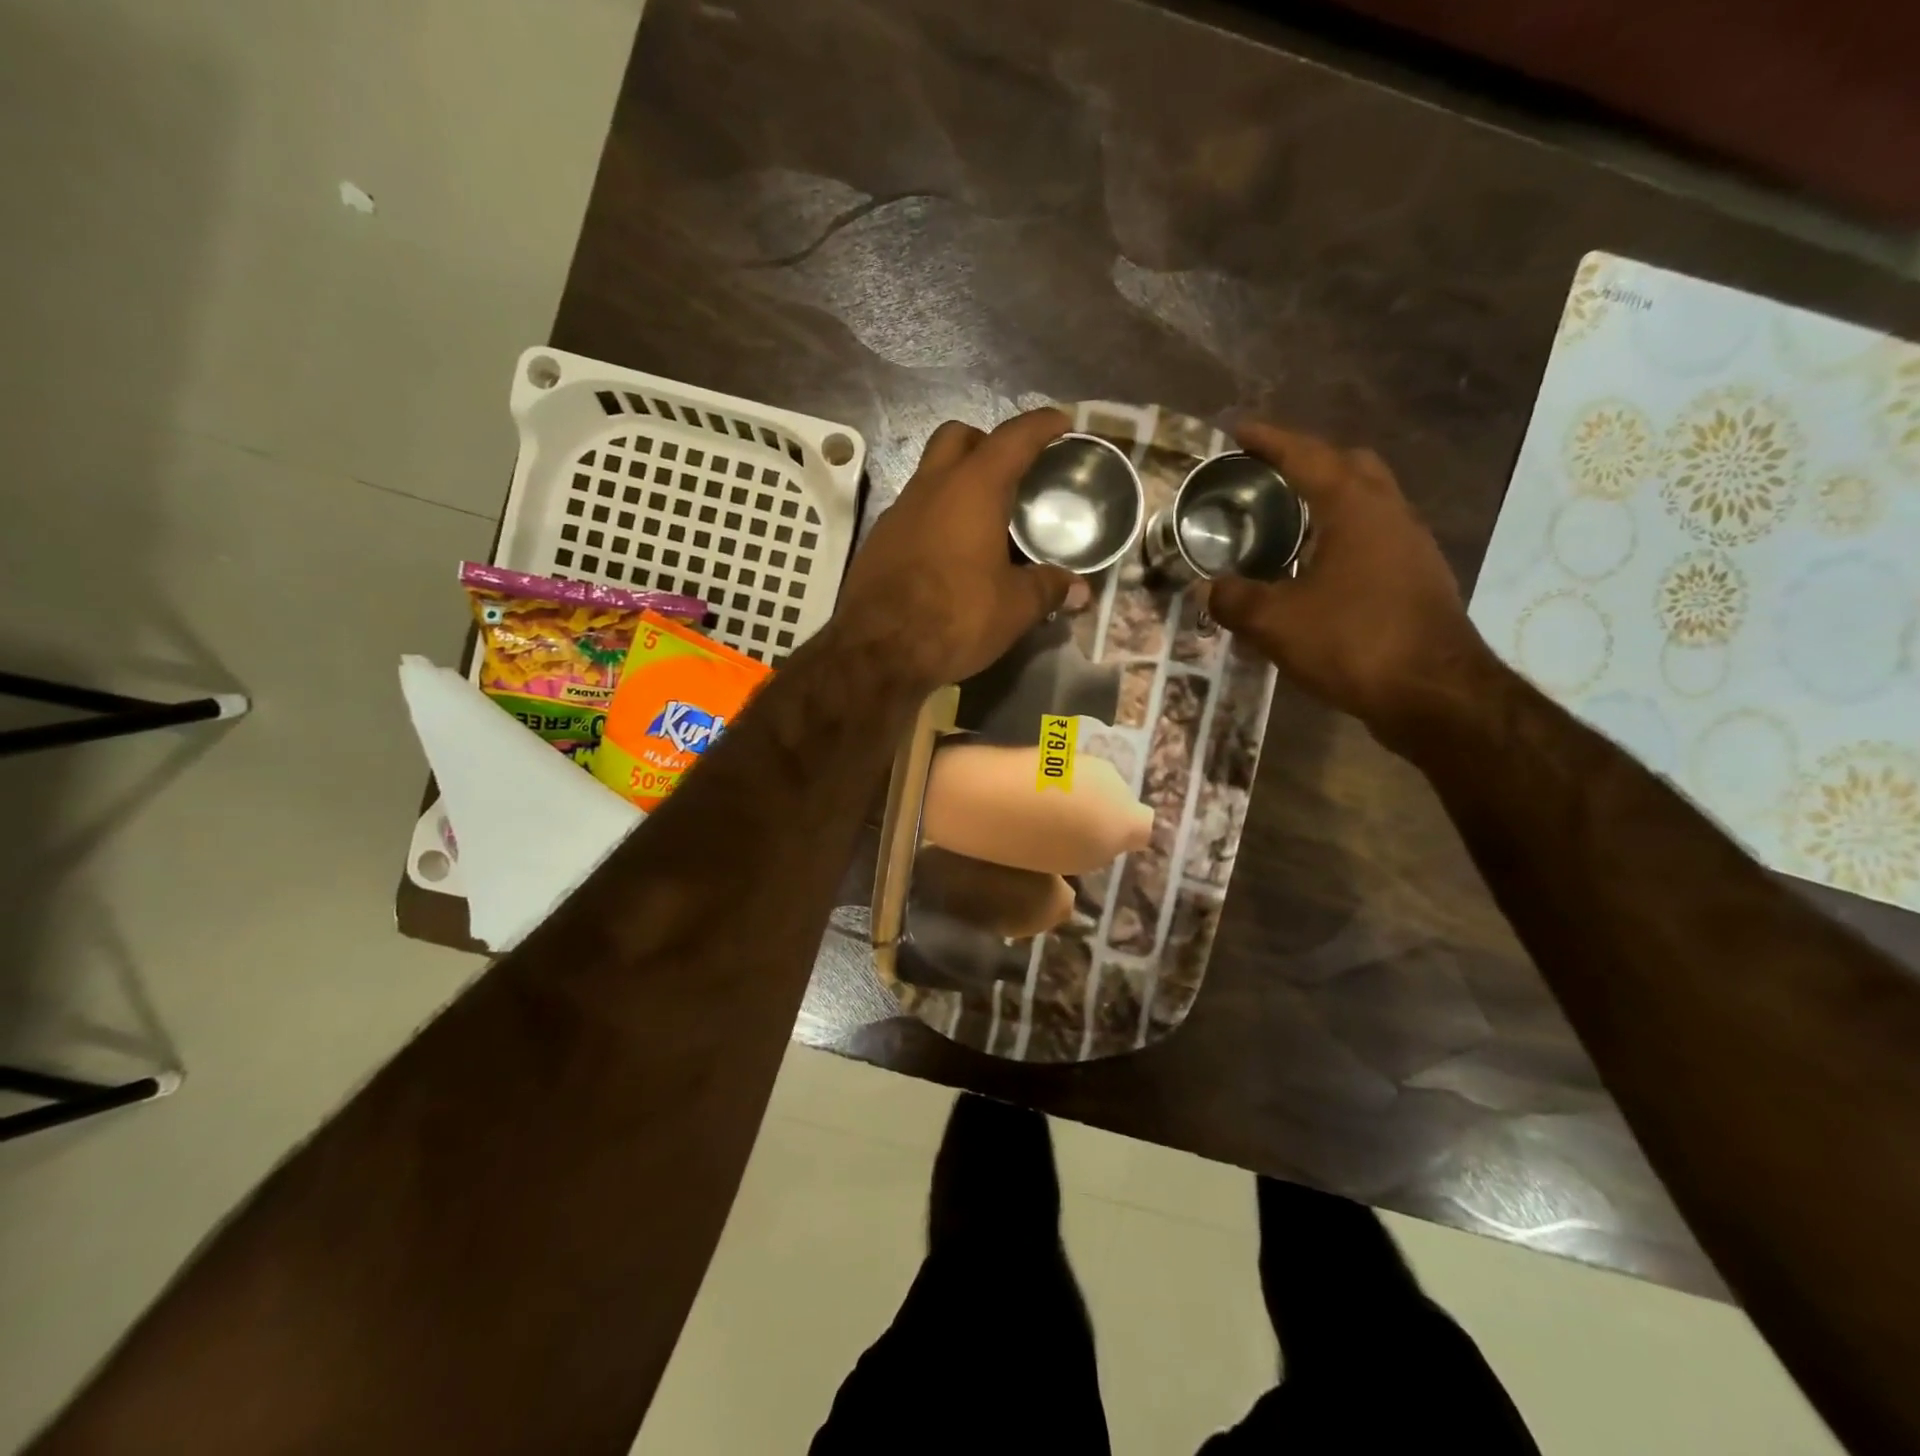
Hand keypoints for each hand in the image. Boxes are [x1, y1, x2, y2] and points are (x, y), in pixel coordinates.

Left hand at [836, 410, 1078, 688]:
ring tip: (986, 518)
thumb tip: (1080, 590)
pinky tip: (952, 552)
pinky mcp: (879, 541)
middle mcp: (931, 487)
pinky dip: (937, 516)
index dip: (1041, 425)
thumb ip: (1049, 588)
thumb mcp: (1015, 607)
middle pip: (958, 437)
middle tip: (1012, 471)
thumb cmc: (955, 617)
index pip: (1013, 438)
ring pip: (931, 474)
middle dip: (987, 442)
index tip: (1061, 421)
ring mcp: (898, 512)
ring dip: (958, 482)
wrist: (877, 651)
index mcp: (973, 488)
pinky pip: (914, 511)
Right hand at [1206, 422, 1498, 745]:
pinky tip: (1317, 566)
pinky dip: (1342, 534)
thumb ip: (1235, 600)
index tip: (1239, 429)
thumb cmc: (1353, 643)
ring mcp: (1411, 545)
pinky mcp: (1417, 577)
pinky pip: (1375, 536)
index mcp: (1355, 509)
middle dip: (1310, 460)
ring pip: (1368, 501)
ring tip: (1288, 519)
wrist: (1434, 693)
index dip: (1271, 440)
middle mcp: (1390, 514)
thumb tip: (1209, 589)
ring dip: (1329, 499)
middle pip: (1351, 465)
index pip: (1308, 457)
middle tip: (1270, 474)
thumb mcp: (1276, 623)